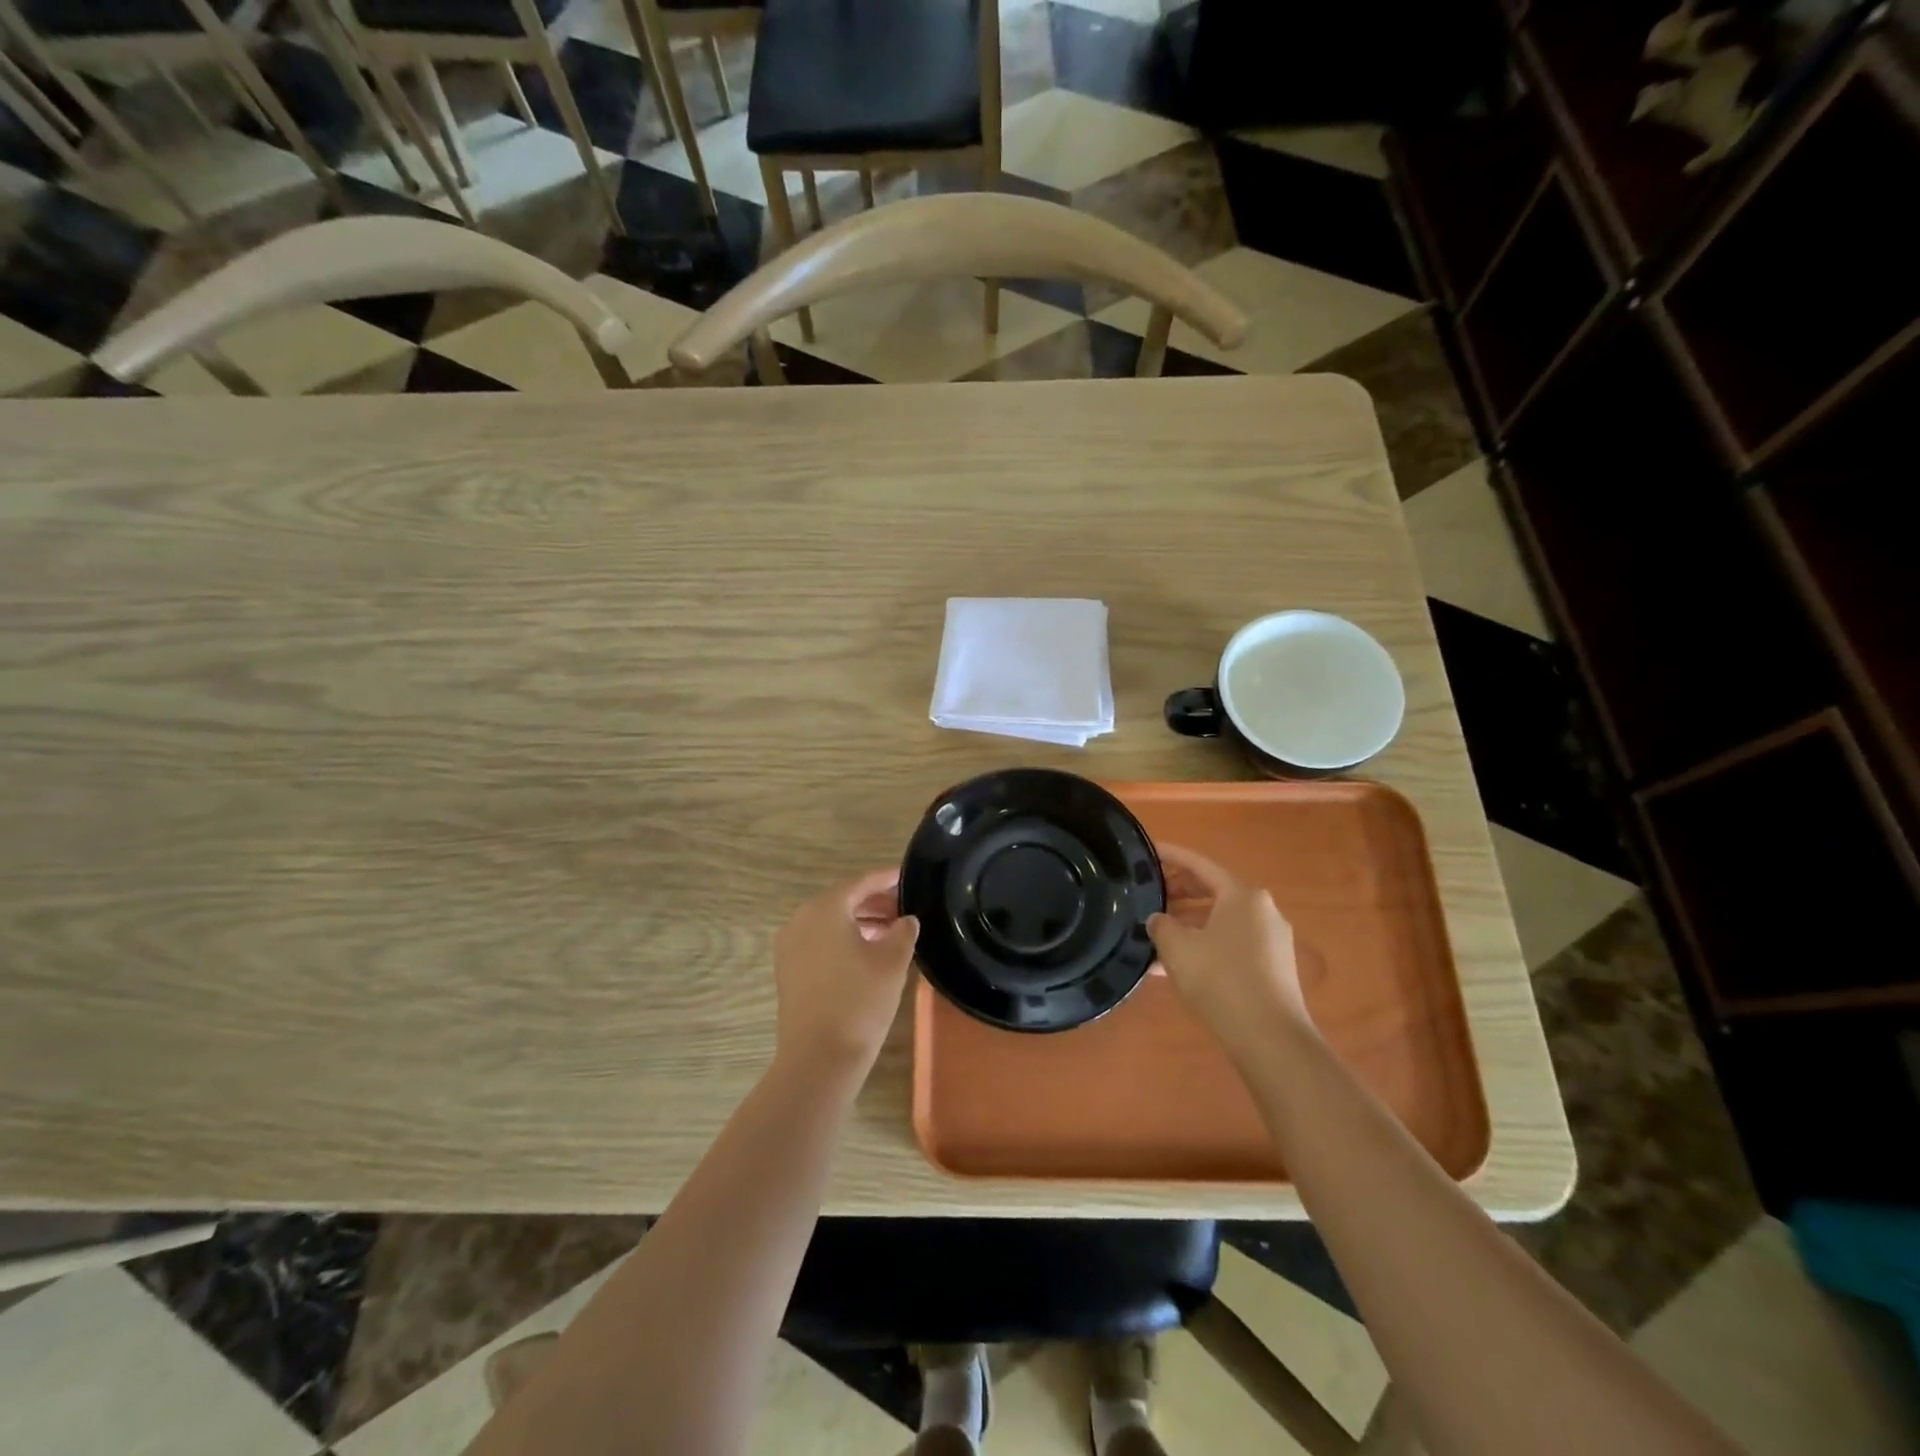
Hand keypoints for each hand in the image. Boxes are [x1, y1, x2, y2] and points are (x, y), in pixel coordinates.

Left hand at [773, 869, 919, 1079]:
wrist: (819, 1057)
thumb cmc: (860, 1000)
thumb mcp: (893, 961)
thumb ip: (903, 931)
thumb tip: (906, 920)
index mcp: (825, 908)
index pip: (861, 883)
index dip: (887, 879)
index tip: (907, 876)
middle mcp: (801, 919)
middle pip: (843, 900)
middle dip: (874, 902)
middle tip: (905, 908)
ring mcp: (790, 946)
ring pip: (830, 922)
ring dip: (860, 922)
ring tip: (892, 932)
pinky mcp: (788, 971)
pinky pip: (819, 941)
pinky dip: (843, 940)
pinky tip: (868, 954)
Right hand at [1148, 844, 1310, 1055]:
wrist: (1270, 1038)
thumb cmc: (1220, 979)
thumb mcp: (1177, 947)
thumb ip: (1161, 925)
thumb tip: (1159, 920)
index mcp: (1242, 895)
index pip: (1199, 864)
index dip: (1170, 856)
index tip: (1147, 851)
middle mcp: (1262, 910)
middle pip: (1213, 890)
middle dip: (1178, 892)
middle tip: (1147, 896)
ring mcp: (1271, 940)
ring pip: (1220, 920)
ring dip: (1188, 923)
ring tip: (1155, 935)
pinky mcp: (1272, 967)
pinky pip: (1230, 943)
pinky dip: (1204, 945)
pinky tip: (1176, 966)